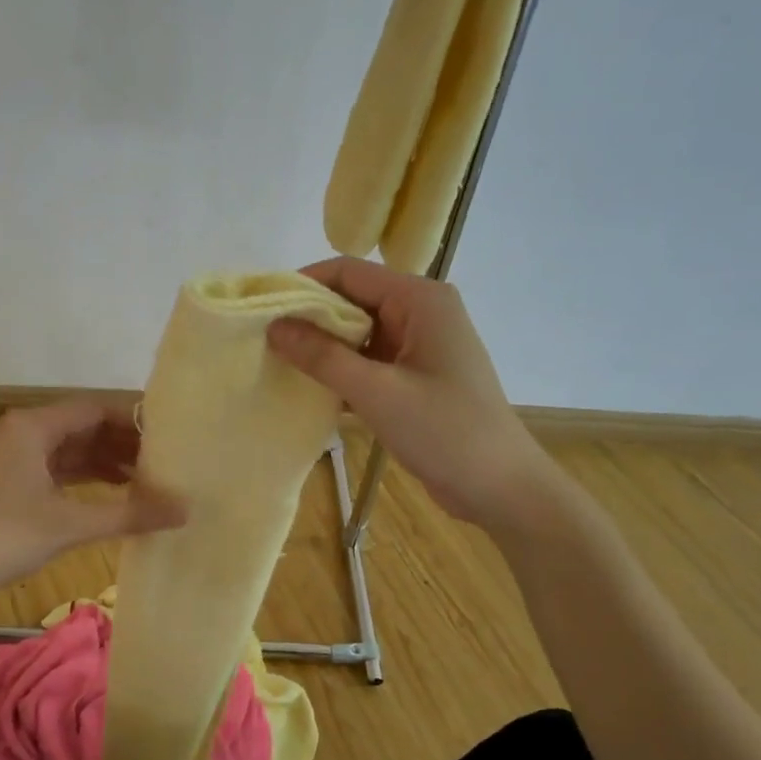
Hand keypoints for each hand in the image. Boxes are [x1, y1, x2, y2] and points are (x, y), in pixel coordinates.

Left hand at [0, 397, 185, 592]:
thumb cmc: (1, 538)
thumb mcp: (69, 525)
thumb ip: (129, 514)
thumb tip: (186, 510)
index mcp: (34, 426)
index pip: (96, 408)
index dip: (135, 418)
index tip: (174, 431)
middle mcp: (27, 433)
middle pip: (87, 426)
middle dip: (127, 441)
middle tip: (171, 457)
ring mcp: (20, 459)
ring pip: (75, 450)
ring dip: (111, 461)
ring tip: (155, 475)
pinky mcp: (17, 484)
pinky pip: (63, 471)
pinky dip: (91, 479)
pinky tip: (121, 492)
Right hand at [267, 257, 558, 528]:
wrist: (499, 487)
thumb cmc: (445, 432)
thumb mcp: (377, 392)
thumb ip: (323, 357)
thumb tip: (274, 326)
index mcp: (420, 299)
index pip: (348, 272)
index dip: (302, 285)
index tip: (261, 309)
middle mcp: (420, 311)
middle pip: (352, 300)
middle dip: (309, 319)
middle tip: (263, 342)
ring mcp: (419, 345)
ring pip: (358, 333)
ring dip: (323, 349)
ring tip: (277, 365)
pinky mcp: (414, 376)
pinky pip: (369, 361)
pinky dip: (342, 372)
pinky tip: (310, 390)